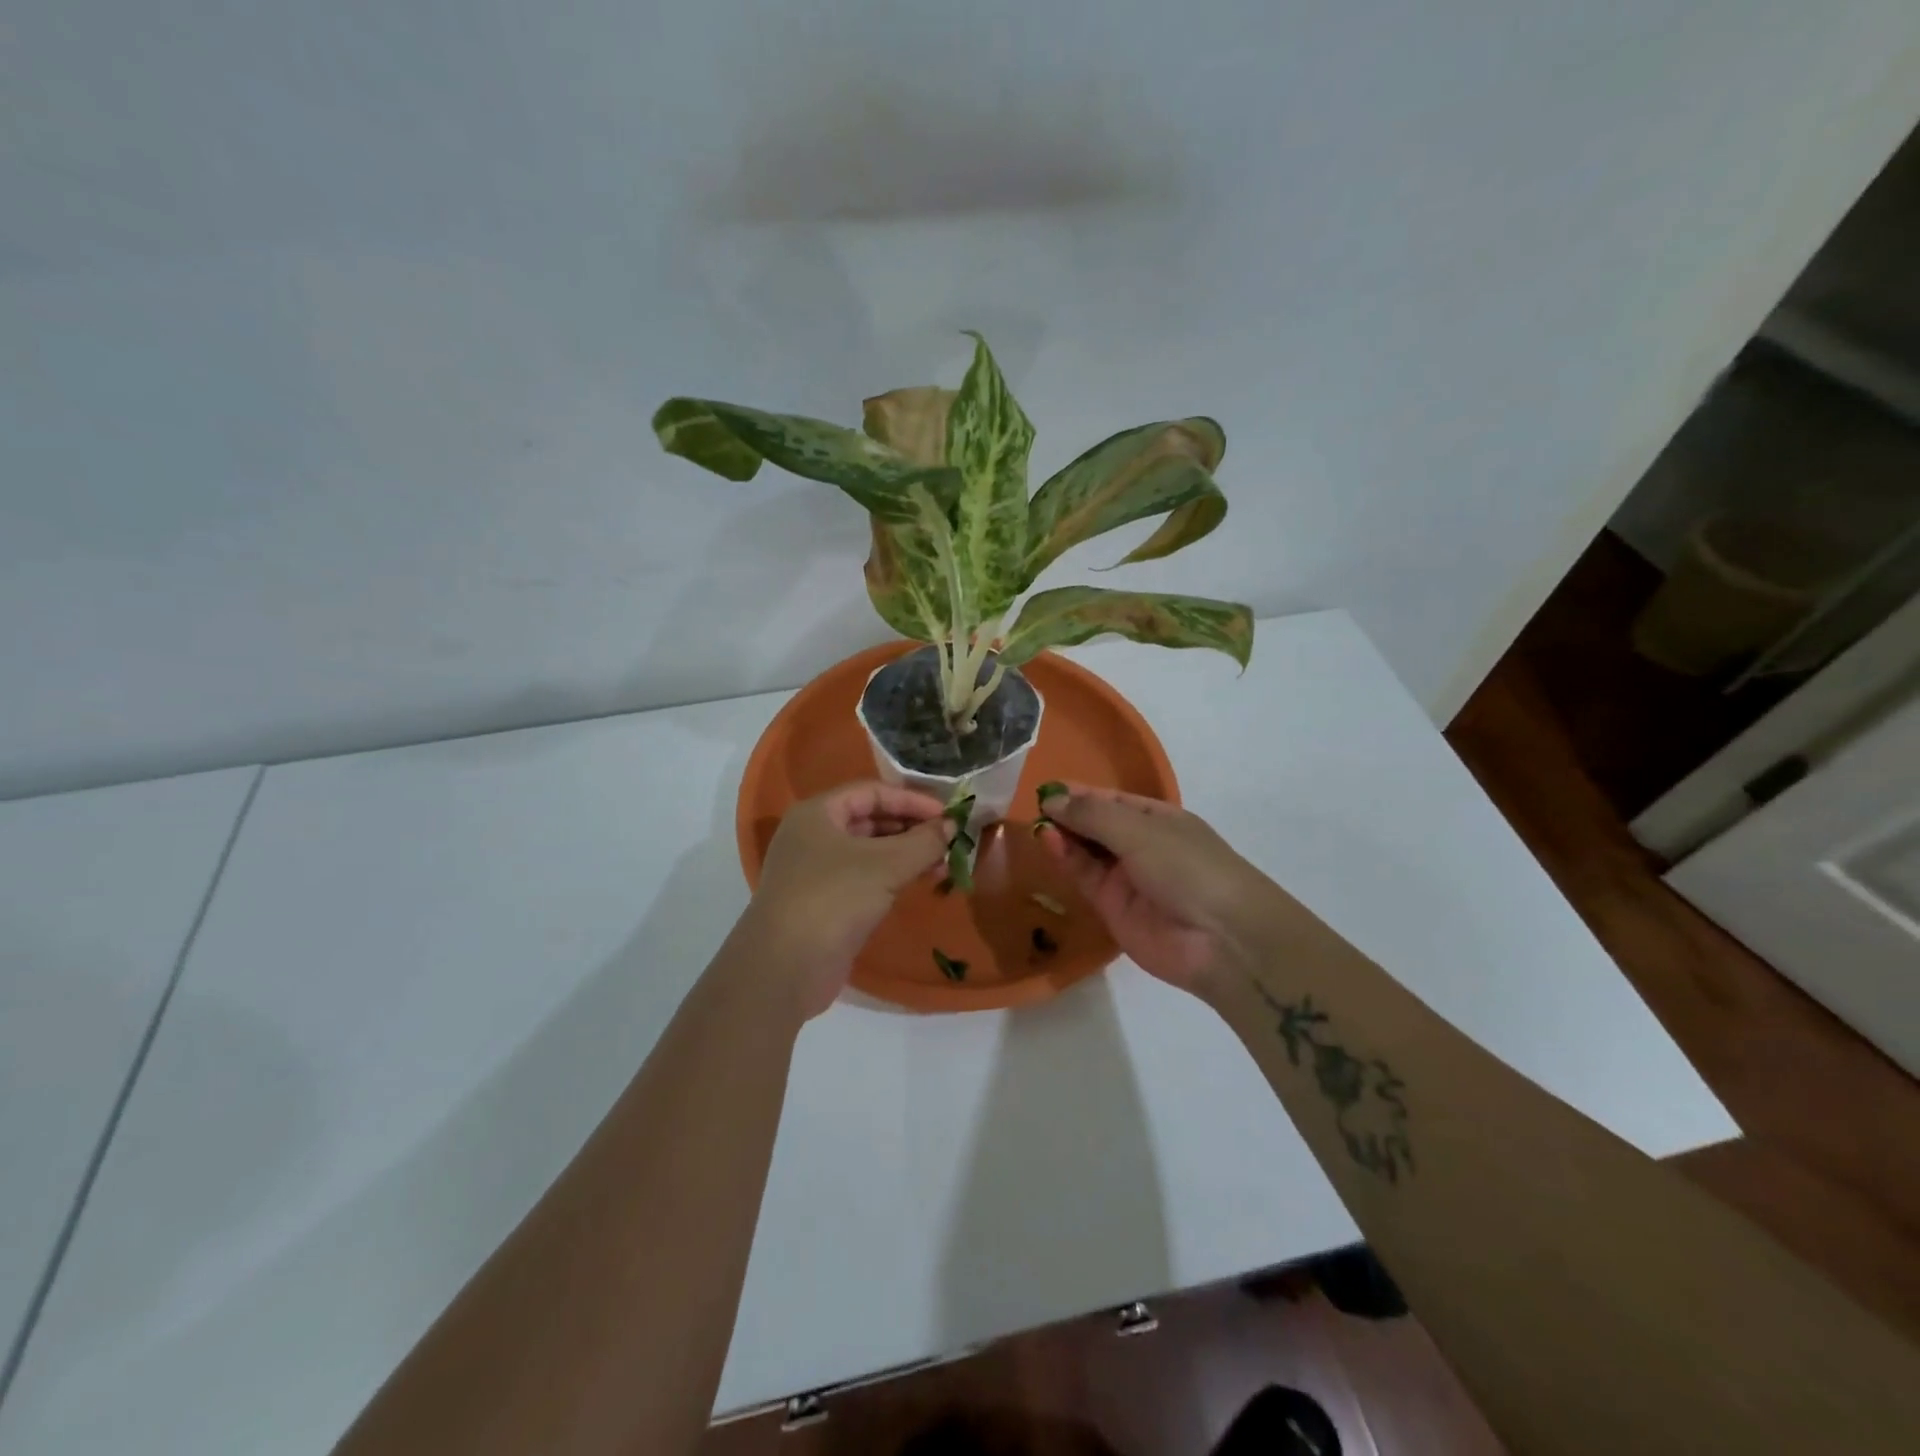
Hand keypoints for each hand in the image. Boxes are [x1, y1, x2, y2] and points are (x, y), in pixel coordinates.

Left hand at [739, 781, 952, 1017]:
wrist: (784, 967)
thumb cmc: (834, 898)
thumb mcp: (886, 865)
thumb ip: (924, 842)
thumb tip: (952, 826)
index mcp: (818, 813)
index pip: (872, 792)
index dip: (911, 800)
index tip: (948, 814)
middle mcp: (813, 836)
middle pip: (870, 819)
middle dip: (911, 828)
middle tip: (948, 841)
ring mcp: (816, 871)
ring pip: (869, 851)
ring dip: (906, 855)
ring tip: (943, 866)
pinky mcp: (824, 903)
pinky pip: (864, 878)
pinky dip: (892, 877)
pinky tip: (920, 884)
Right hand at [1038, 783, 1278, 997]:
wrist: (1221, 940)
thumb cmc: (1189, 868)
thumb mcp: (1141, 831)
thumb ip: (1093, 815)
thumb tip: (1052, 799)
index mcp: (1158, 819)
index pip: (1111, 800)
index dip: (1080, 793)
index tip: (1046, 787)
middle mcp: (1141, 845)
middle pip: (1095, 825)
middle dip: (1067, 814)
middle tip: (1033, 805)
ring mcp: (1126, 877)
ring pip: (1086, 851)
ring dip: (1063, 835)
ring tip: (1037, 823)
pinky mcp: (1112, 907)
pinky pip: (1084, 877)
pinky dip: (1066, 859)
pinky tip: (1049, 842)